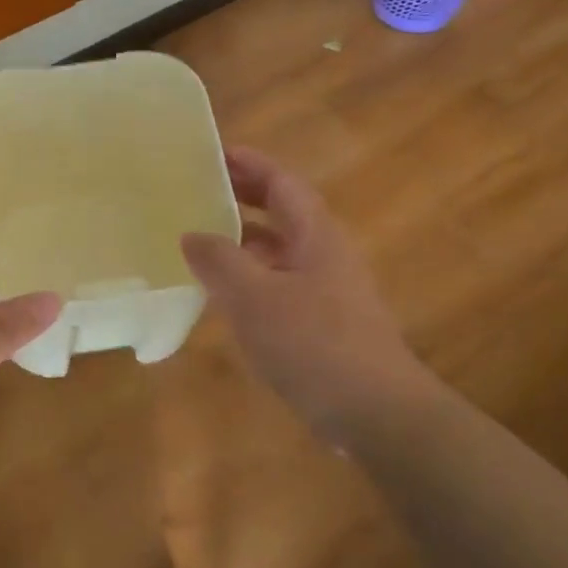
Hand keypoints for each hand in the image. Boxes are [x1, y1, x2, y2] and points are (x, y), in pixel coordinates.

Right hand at [181, 147, 431, 433]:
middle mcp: (323, 254)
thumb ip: (219, 261)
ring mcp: (325, 291)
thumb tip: (191, 234)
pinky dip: (248, 278)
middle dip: (242, 198)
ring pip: (278, 252)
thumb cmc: (314, 344)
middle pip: (281, 213)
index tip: (212, 154)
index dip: (249, 164)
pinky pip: (277, 285)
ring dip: (241, 241)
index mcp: (314, 235)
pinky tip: (222, 296)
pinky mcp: (321, 324)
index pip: (281, 183)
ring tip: (198, 240)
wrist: (375, 412)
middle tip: (198, 192)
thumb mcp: (254, 297)